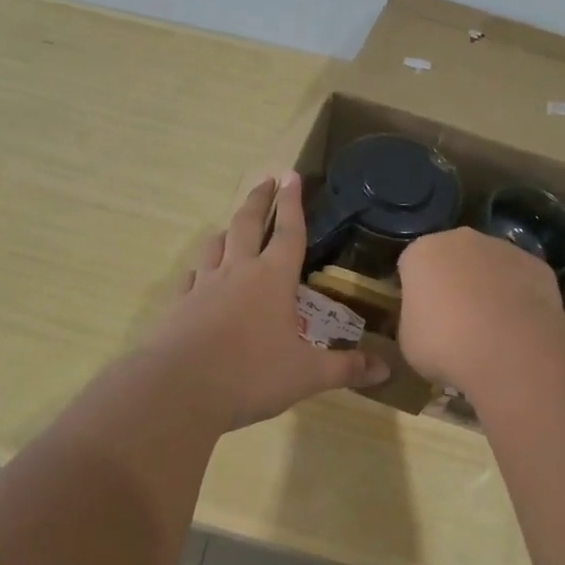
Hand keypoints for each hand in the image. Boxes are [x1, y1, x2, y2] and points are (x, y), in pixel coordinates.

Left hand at [139, 173, 390, 430]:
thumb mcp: (307, 375)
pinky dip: (199, 270)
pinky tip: (198, 276)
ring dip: (227, 231)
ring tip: (232, 226)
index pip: (288, 231)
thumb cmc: (250, 375)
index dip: (293, 202)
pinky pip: (191, 278)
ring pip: (216, 246)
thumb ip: (345, 368)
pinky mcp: (179, 305)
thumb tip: (386, 369)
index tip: (291, 175)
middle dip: (259, 200)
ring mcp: (203, 286)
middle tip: (266, 181)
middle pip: (247, 224)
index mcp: (272, 278)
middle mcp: (237, 271)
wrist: (178, 389)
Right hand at [395, 227, 564, 391]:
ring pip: (489, 266)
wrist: (509, 350)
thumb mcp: (409, 340)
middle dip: (454, 282)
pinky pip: (521, 280)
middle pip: (452, 258)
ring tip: (492, 329)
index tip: (422, 318)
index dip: (417, 292)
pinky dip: (519, 298)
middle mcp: (461, 239)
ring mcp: (503, 248)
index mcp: (422, 252)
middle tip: (456, 322)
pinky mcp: (537, 265)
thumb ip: (415, 319)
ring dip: (488, 288)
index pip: (412, 266)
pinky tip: (520, 329)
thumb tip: (427, 321)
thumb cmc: (445, 344)